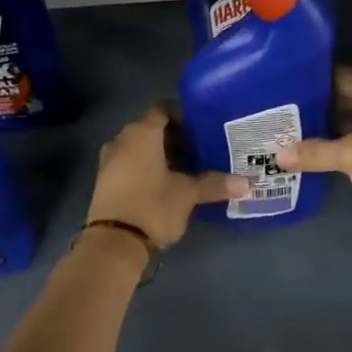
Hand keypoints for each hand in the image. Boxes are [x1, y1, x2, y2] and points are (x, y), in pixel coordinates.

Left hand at [86, 106, 246, 249]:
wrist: (113, 242)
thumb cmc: (153, 205)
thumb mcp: (188, 194)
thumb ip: (214, 184)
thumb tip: (246, 183)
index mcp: (142, 133)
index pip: (162, 109)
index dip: (182, 114)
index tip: (201, 127)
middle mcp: (122, 140)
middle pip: (151, 128)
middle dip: (175, 137)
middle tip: (200, 148)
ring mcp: (109, 161)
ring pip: (139, 147)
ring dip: (160, 154)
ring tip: (187, 167)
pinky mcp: (106, 181)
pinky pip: (130, 163)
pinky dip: (147, 167)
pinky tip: (166, 183)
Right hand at [276, 67, 351, 241]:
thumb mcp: (349, 156)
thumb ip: (314, 153)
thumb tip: (277, 155)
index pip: (342, 76)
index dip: (315, 78)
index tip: (285, 83)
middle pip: (347, 99)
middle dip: (318, 105)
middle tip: (283, 111)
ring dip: (329, 129)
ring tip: (292, 133)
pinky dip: (342, 148)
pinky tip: (319, 157)